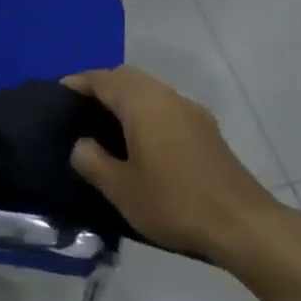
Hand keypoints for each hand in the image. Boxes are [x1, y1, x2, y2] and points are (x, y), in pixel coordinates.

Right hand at [64, 66, 290, 265]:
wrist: (240, 222)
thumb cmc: (173, 203)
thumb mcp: (121, 188)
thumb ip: (93, 161)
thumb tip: (81, 144)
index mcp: (145, 105)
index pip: (106, 80)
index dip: (81, 82)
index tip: (60, 90)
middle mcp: (170, 99)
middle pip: (131, 77)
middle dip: (104, 85)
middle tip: (80, 105)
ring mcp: (193, 113)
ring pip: (152, 90)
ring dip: (127, 97)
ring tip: (104, 121)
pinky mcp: (207, 131)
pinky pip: (167, 107)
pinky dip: (145, 110)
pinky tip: (139, 138)